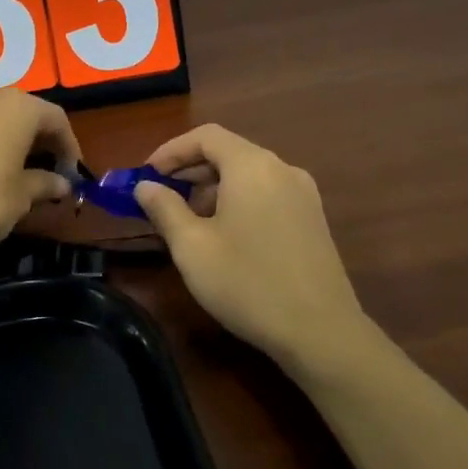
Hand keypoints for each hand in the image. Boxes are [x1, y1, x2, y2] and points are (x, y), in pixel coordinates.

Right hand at [134, 124, 374, 373]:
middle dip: (189, 171)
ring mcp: (303, 194)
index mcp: (252, 166)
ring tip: (188, 222)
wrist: (322, 333)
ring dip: (212, 188)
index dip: (171, 150)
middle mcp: (282, 169)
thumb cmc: (248, 284)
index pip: (205, 136)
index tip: (146, 175)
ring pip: (248, 175)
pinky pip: (266, 193)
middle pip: (228, 152)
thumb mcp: (192, 247)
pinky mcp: (312, 219)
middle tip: (160, 199)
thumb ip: (164, 209)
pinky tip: (224, 236)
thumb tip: (145, 186)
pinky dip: (238, 201)